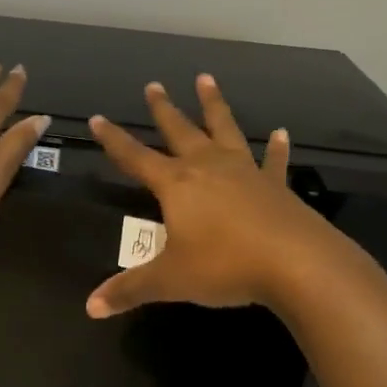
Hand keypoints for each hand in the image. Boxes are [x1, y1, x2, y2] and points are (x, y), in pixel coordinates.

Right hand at [85, 75, 349, 317]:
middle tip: (153, 84)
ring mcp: (244, 172)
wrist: (296, 264)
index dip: (113, 140)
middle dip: (163, 109)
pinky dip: (276, 148)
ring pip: (224, 129)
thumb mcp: (171, 280)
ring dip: (213, 105)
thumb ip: (130, 289)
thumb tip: (90, 307)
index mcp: (176, 184)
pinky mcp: (275, 186)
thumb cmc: (224, 266)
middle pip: (179, 131)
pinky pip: (273, 161)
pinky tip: (281, 133)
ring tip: (206, 79)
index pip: (134, 157)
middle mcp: (207, 168)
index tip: (97, 118)